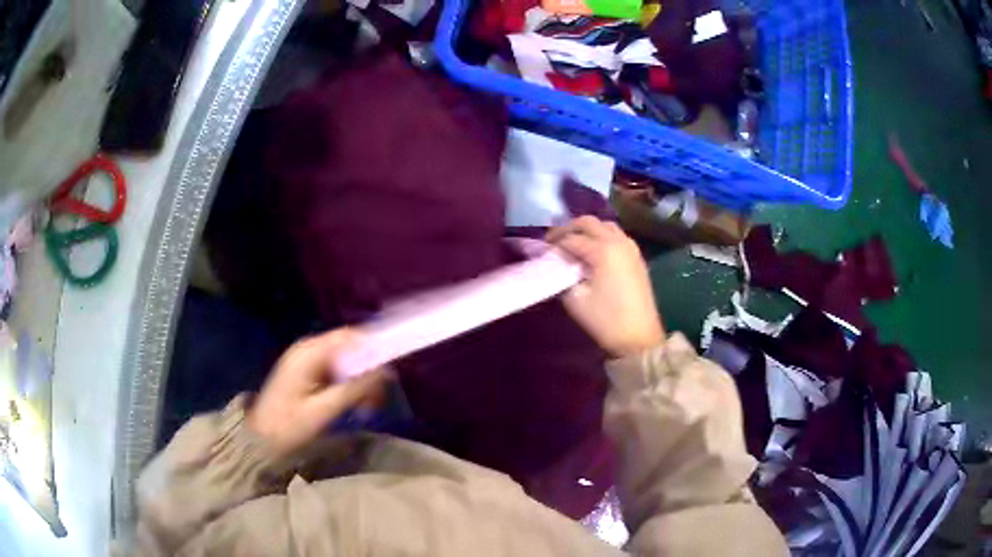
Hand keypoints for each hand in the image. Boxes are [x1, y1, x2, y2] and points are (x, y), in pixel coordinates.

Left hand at [247, 328, 388, 456]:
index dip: (374, 346)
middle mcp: (308, 349)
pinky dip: (348, 385)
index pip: (350, 337)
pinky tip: (352, 405)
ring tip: (366, 408)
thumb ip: (354, 388)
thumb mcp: (323, 410)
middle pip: (350, 348)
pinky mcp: (307, 372)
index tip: (392, 370)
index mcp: (310, 353)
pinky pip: (336, 371)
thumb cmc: (289, 426)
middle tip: (378, 400)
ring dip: (360, 381)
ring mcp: (306, 360)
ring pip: (346, 361)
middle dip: (368, 371)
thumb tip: (385, 370)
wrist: (260, 440)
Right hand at [547, 216, 664, 357]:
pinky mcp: (637, 258)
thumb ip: (562, 276)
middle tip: (555, 241)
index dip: (554, 242)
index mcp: (603, 250)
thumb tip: (557, 265)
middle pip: (590, 223)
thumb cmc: (606, 320)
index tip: (541, 250)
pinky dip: (602, 236)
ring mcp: (631, 248)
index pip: (571, 238)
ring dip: (588, 230)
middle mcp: (618, 242)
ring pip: (606, 226)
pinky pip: (617, 236)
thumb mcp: (576, 300)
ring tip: (573, 243)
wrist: (640, 338)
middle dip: (569, 228)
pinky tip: (593, 251)